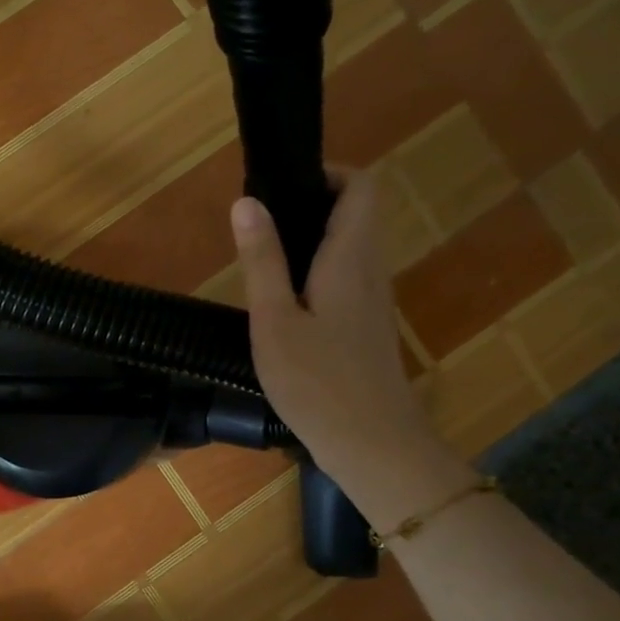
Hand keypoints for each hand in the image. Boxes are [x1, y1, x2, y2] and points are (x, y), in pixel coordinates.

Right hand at [231, 167, 443, 481]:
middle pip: (355, 214)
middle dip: (309, 205)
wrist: (373, 446)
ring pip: (349, 247)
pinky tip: (281, 303)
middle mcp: (370, 271)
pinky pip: (344, 277)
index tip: (281, 187)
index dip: (327, 174)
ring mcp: (372, 301)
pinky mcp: (366, 327)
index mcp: (350, 259)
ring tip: (260, 260)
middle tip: (257, 226)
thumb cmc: (318, 383)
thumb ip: (261, 261)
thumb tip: (247, 202)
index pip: (361, 187)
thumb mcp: (274, 321)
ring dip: (310, 240)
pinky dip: (315, 271)